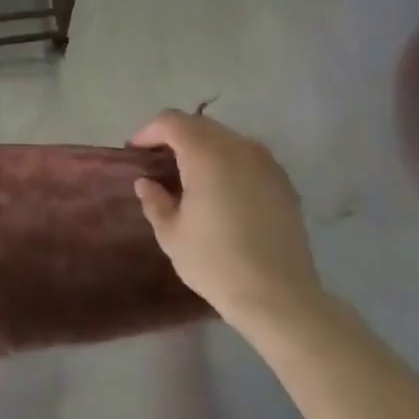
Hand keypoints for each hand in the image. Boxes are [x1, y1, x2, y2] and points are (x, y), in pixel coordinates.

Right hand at [131, 110, 328, 331]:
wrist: (278, 296)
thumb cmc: (215, 262)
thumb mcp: (171, 234)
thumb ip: (155, 201)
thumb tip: (147, 182)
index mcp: (207, 155)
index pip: (172, 122)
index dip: (149, 132)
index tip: (135, 152)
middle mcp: (239, 148)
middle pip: (200, 125)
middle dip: (175, 136)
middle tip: (157, 162)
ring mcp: (266, 163)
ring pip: (226, 138)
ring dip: (203, 147)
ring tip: (188, 175)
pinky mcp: (283, 182)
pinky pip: (248, 157)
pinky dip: (227, 161)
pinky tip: (220, 190)